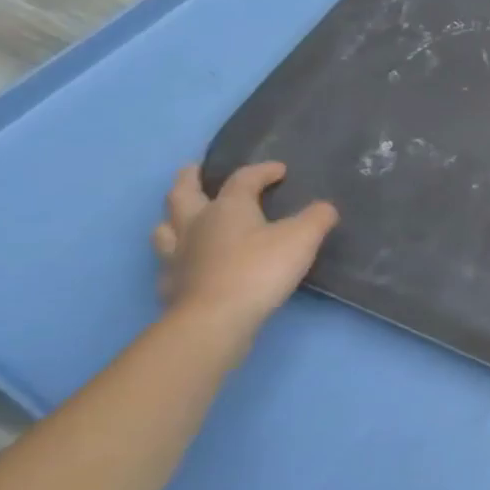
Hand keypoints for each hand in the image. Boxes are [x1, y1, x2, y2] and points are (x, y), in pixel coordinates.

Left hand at [151, 163, 338, 345]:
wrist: (214, 320)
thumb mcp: (303, 238)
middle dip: (189, 179)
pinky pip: (167, 262)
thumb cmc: (260, 269)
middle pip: (182, 193)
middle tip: (194, 170)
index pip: (243, 179)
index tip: (280, 170)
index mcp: (228, 207)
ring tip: (182, 215)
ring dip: (172, 217)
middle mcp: (196, 225)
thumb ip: (317, 218)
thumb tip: (324, 208)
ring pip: (165, 227)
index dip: (262, 170)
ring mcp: (177, 256)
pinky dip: (175, 256)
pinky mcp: (170, 286)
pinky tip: (186, 263)